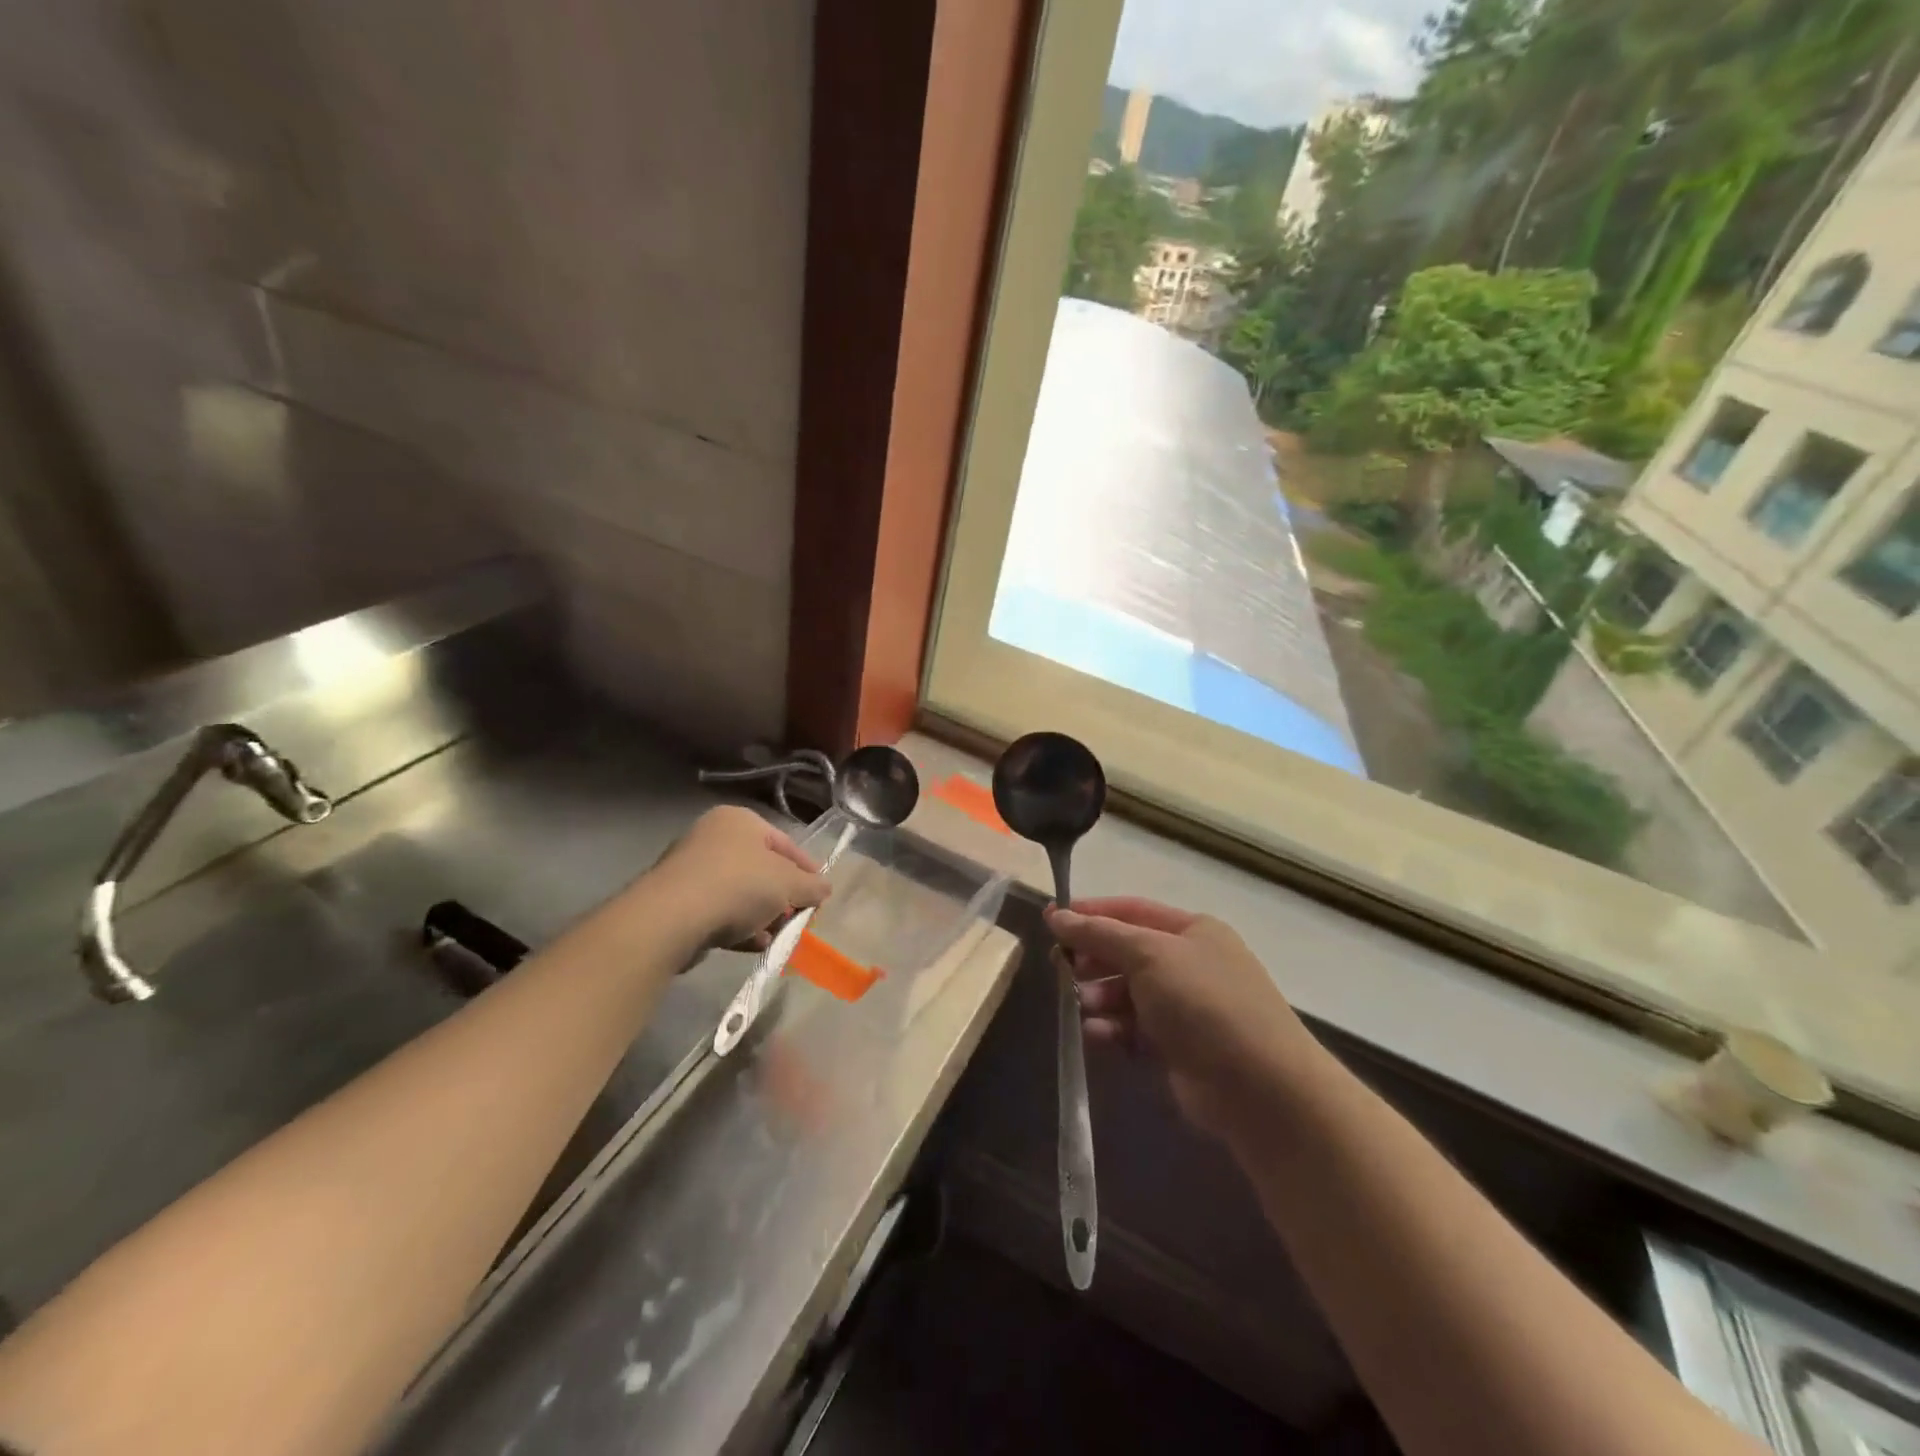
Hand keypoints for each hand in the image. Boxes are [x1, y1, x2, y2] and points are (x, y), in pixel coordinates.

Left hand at [653, 806, 830, 951]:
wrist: (671, 918)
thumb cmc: (738, 886)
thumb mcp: (788, 884)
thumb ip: (811, 886)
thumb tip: (824, 888)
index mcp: (739, 820)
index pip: (784, 842)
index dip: (806, 869)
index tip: (820, 894)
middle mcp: (712, 837)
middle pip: (760, 868)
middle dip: (782, 897)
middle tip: (797, 918)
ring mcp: (690, 869)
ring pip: (738, 892)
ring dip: (761, 915)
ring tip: (777, 936)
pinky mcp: (676, 901)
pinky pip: (717, 911)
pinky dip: (738, 926)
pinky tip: (753, 945)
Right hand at [1045, 898, 1315, 1139]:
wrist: (1260, 1087)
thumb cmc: (1204, 1002)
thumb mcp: (1149, 955)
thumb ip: (1099, 934)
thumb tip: (1057, 914)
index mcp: (1192, 931)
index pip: (1131, 911)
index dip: (1091, 913)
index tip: (1051, 921)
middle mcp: (1189, 964)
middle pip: (1126, 952)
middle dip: (1092, 959)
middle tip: (1059, 968)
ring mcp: (1185, 1007)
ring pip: (1126, 993)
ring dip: (1098, 998)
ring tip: (1079, 1007)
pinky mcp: (1177, 1047)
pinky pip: (1133, 1029)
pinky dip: (1113, 1029)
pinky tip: (1097, 1035)